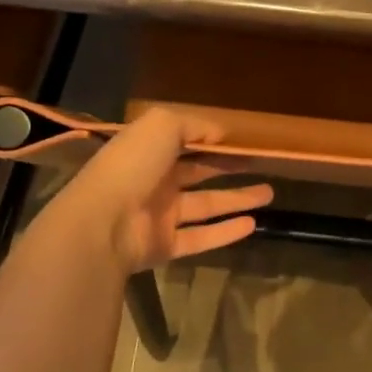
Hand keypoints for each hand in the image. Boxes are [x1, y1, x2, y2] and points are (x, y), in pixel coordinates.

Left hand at [45, 107, 273, 275]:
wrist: (102, 223)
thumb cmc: (132, 165)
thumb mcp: (162, 126)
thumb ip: (194, 124)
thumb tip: (220, 133)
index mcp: (149, 151)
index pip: (185, 142)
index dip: (213, 141)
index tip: (244, 141)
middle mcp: (154, 182)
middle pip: (199, 173)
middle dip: (229, 168)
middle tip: (262, 165)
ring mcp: (159, 216)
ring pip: (206, 206)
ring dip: (238, 199)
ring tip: (270, 193)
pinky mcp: (165, 246)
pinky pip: (201, 238)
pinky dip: (226, 232)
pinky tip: (253, 224)